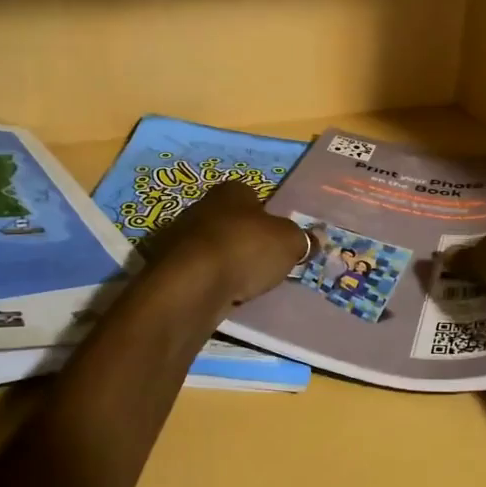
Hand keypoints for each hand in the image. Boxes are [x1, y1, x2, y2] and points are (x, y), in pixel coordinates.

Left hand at [149, 182, 309, 304]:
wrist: (193, 283)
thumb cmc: (246, 249)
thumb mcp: (290, 243)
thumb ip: (303, 240)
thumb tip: (316, 239)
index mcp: (232, 191)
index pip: (253, 197)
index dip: (268, 217)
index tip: (278, 239)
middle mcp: (202, 206)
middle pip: (231, 222)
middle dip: (245, 240)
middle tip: (264, 263)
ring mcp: (180, 236)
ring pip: (212, 247)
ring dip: (226, 261)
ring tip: (244, 284)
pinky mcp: (168, 266)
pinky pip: (198, 271)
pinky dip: (209, 281)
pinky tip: (221, 295)